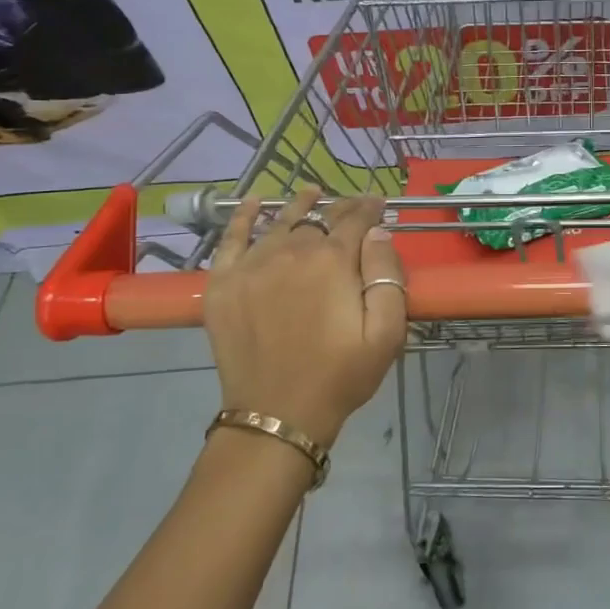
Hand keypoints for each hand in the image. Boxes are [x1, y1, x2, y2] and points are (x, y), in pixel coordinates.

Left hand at [202, 187, 405, 445]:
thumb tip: (378, 233)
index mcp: (332, 262)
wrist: (278, 414)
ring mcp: (251, 266)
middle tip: (353, 207)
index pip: (355, 220)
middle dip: (340, 209)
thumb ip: (387, 276)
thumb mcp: (386, 333)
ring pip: (279, 222)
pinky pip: (230, 238)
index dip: (370, 208)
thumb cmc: (341, 376)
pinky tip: (254, 203)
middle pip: (318, 219)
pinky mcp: (222, 284)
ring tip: (312, 194)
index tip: (380, 204)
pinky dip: (242, 217)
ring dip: (299, 206)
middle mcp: (290, 252)